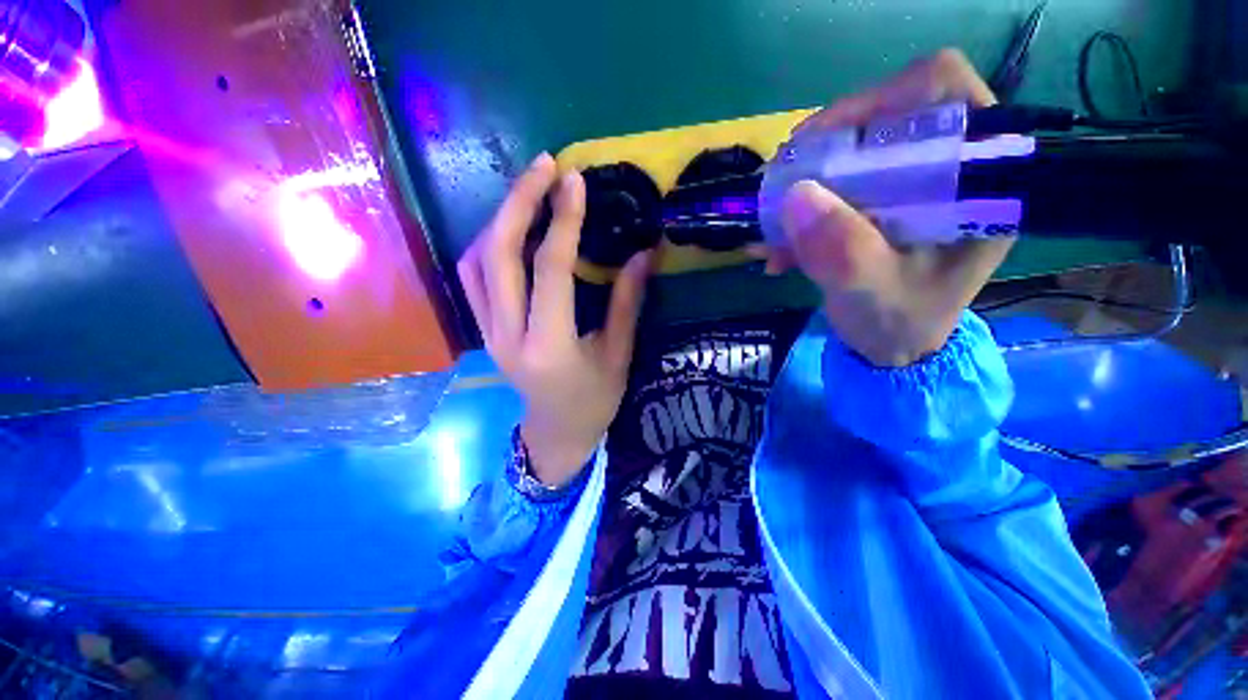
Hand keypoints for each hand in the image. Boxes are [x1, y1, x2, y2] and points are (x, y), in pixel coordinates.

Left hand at [457, 154, 653, 485]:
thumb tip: (644, 254)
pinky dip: (488, 243)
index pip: (550, 270)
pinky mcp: (482, 330)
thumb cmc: (595, 401)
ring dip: (500, 218)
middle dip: (520, 202)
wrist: (555, 433)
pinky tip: (511, 229)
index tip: (575, 181)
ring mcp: (487, 332)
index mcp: (549, 347)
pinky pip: (473, 276)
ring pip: (477, 260)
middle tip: (545, 166)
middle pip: (499, 254)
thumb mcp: (618, 355)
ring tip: (530, 191)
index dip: (563, 222)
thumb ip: (627, 303)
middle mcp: (508, 336)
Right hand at [758, 49, 1015, 366]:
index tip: (819, 145)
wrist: (892, 346)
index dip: (878, 101)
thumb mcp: (873, 294)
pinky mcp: (879, 201)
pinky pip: (833, 186)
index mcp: (978, 180)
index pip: (943, 92)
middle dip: (823, 151)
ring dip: (802, 186)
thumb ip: (843, 252)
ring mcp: (909, 183)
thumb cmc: (899, 323)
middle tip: (779, 186)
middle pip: (886, 115)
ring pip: (851, 151)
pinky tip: (777, 246)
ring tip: (771, 229)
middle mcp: (947, 167)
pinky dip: (799, 212)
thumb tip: (796, 196)